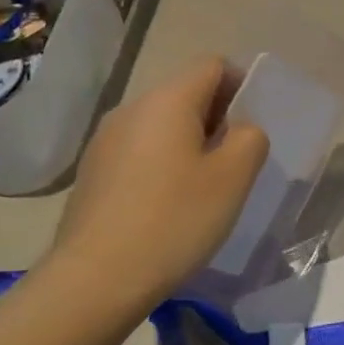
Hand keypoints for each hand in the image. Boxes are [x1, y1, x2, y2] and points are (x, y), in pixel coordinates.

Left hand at [51, 56, 268, 301]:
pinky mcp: (92, 171)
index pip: (213, 65)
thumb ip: (251, 138)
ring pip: (161, 123)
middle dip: (216, 117)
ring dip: (188, 142)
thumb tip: (240, 129)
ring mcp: (105, 139)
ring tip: (201, 187)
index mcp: (168, 99)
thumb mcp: (233, 178)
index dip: (241, 85)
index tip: (251, 126)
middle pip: (185, 92)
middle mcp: (132, 107)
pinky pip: (138, 150)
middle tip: (233, 162)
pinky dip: (161, 163)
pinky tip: (166, 205)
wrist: (94, 279)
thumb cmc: (174, 220)